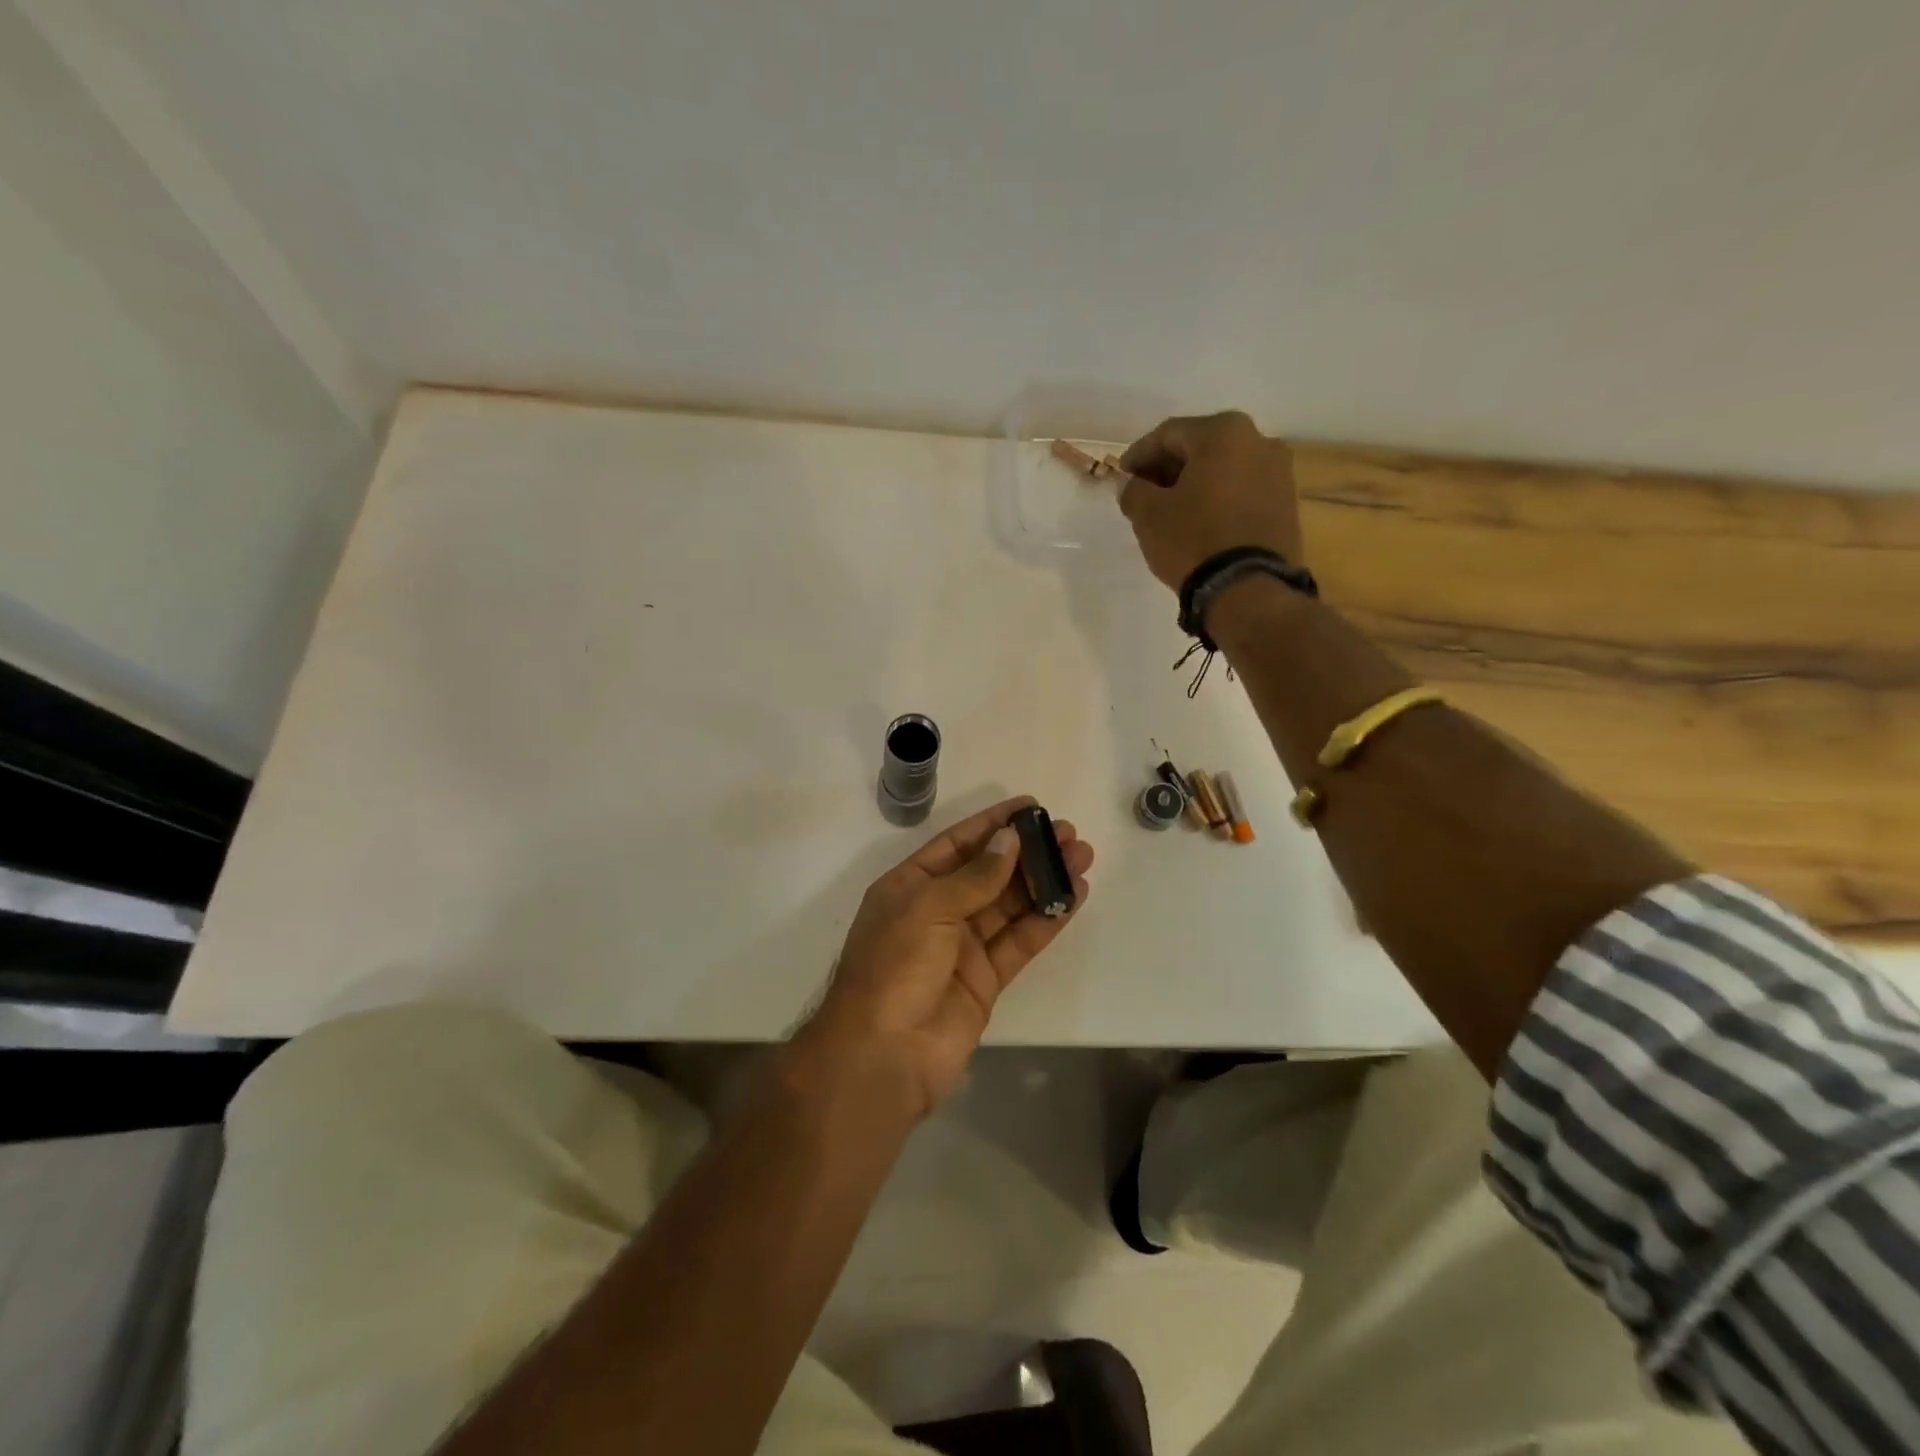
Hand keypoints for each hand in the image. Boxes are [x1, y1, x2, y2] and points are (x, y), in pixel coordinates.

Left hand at [799, 797, 1093, 1118]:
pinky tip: (1074, 896)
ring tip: (1081, 856)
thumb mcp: (927, 907)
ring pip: (1011, 905)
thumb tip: (1009, 840)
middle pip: (990, 873)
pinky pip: (1020, 941)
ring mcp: (963, 947)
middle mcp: (937, 911)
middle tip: (1067, 833)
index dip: (993, 824)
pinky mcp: (987, 979)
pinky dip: (1047, 919)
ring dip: (1045, 881)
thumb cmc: (894, 966)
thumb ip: (974, 876)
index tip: (1030, 807)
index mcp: (910, 886)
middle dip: (1027, 852)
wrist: (883, 1054)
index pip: (957, 844)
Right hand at [1117, 411, 1304, 589]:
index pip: (1168, 434)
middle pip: (1200, 447)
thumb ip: (1133, 490)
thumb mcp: (1148, 515)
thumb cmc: (1193, 540)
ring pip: (1223, 469)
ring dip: (1194, 484)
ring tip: (1170, 512)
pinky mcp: (1287, 504)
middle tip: (1143, 493)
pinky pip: (1242, 491)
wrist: (1249, 589)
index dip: (1138, 455)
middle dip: (1168, 468)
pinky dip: (1217, 499)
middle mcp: (1259, 440)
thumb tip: (1130, 484)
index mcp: (1223, 432)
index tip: (1121, 477)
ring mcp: (1279, 472)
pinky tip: (1199, 522)